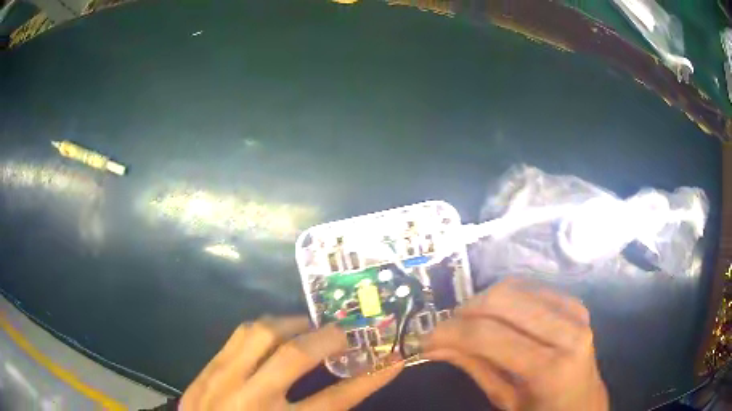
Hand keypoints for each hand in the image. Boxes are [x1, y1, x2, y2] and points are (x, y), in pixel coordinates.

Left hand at [180, 317, 401, 409]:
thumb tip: (344, 393)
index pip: (335, 399)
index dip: (368, 379)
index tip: (392, 360)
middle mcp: (251, 399)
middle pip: (295, 356)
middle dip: (328, 339)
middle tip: (344, 333)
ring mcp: (222, 379)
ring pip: (259, 334)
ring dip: (291, 324)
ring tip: (308, 326)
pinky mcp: (206, 370)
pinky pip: (236, 335)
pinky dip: (262, 327)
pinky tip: (273, 332)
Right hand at [423, 277, 607, 410]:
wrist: (584, 401)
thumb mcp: (505, 400)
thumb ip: (474, 367)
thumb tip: (434, 345)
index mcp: (550, 368)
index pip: (490, 335)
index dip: (451, 332)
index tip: (426, 339)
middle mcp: (567, 330)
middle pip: (502, 300)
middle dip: (464, 312)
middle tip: (445, 330)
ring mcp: (575, 311)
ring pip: (514, 286)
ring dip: (482, 301)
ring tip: (467, 323)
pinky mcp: (574, 302)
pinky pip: (530, 287)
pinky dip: (504, 297)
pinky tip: (495, 316)